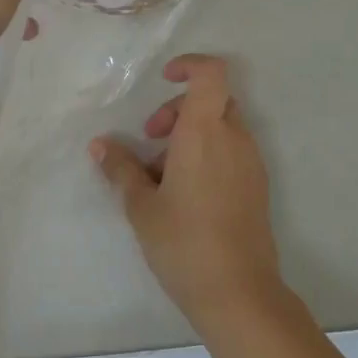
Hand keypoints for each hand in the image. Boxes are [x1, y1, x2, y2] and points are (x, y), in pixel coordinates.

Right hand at [91, 55, 290, 329]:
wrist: (238, 292)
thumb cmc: (183, 242)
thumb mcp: (141, 206)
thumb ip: (120, 169)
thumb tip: (99, 145)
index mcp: (206, 132)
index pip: (211, 74)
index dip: (190, 65)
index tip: (164, 79)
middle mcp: (235, 139)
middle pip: (213, 100)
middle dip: (179, 110)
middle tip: (151, 140)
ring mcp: (251, 163)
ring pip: (223, 127)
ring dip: (192, 134)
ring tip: (161, 175)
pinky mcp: (257, 186)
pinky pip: (232, 152)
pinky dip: (208, 154)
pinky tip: (184, 193)